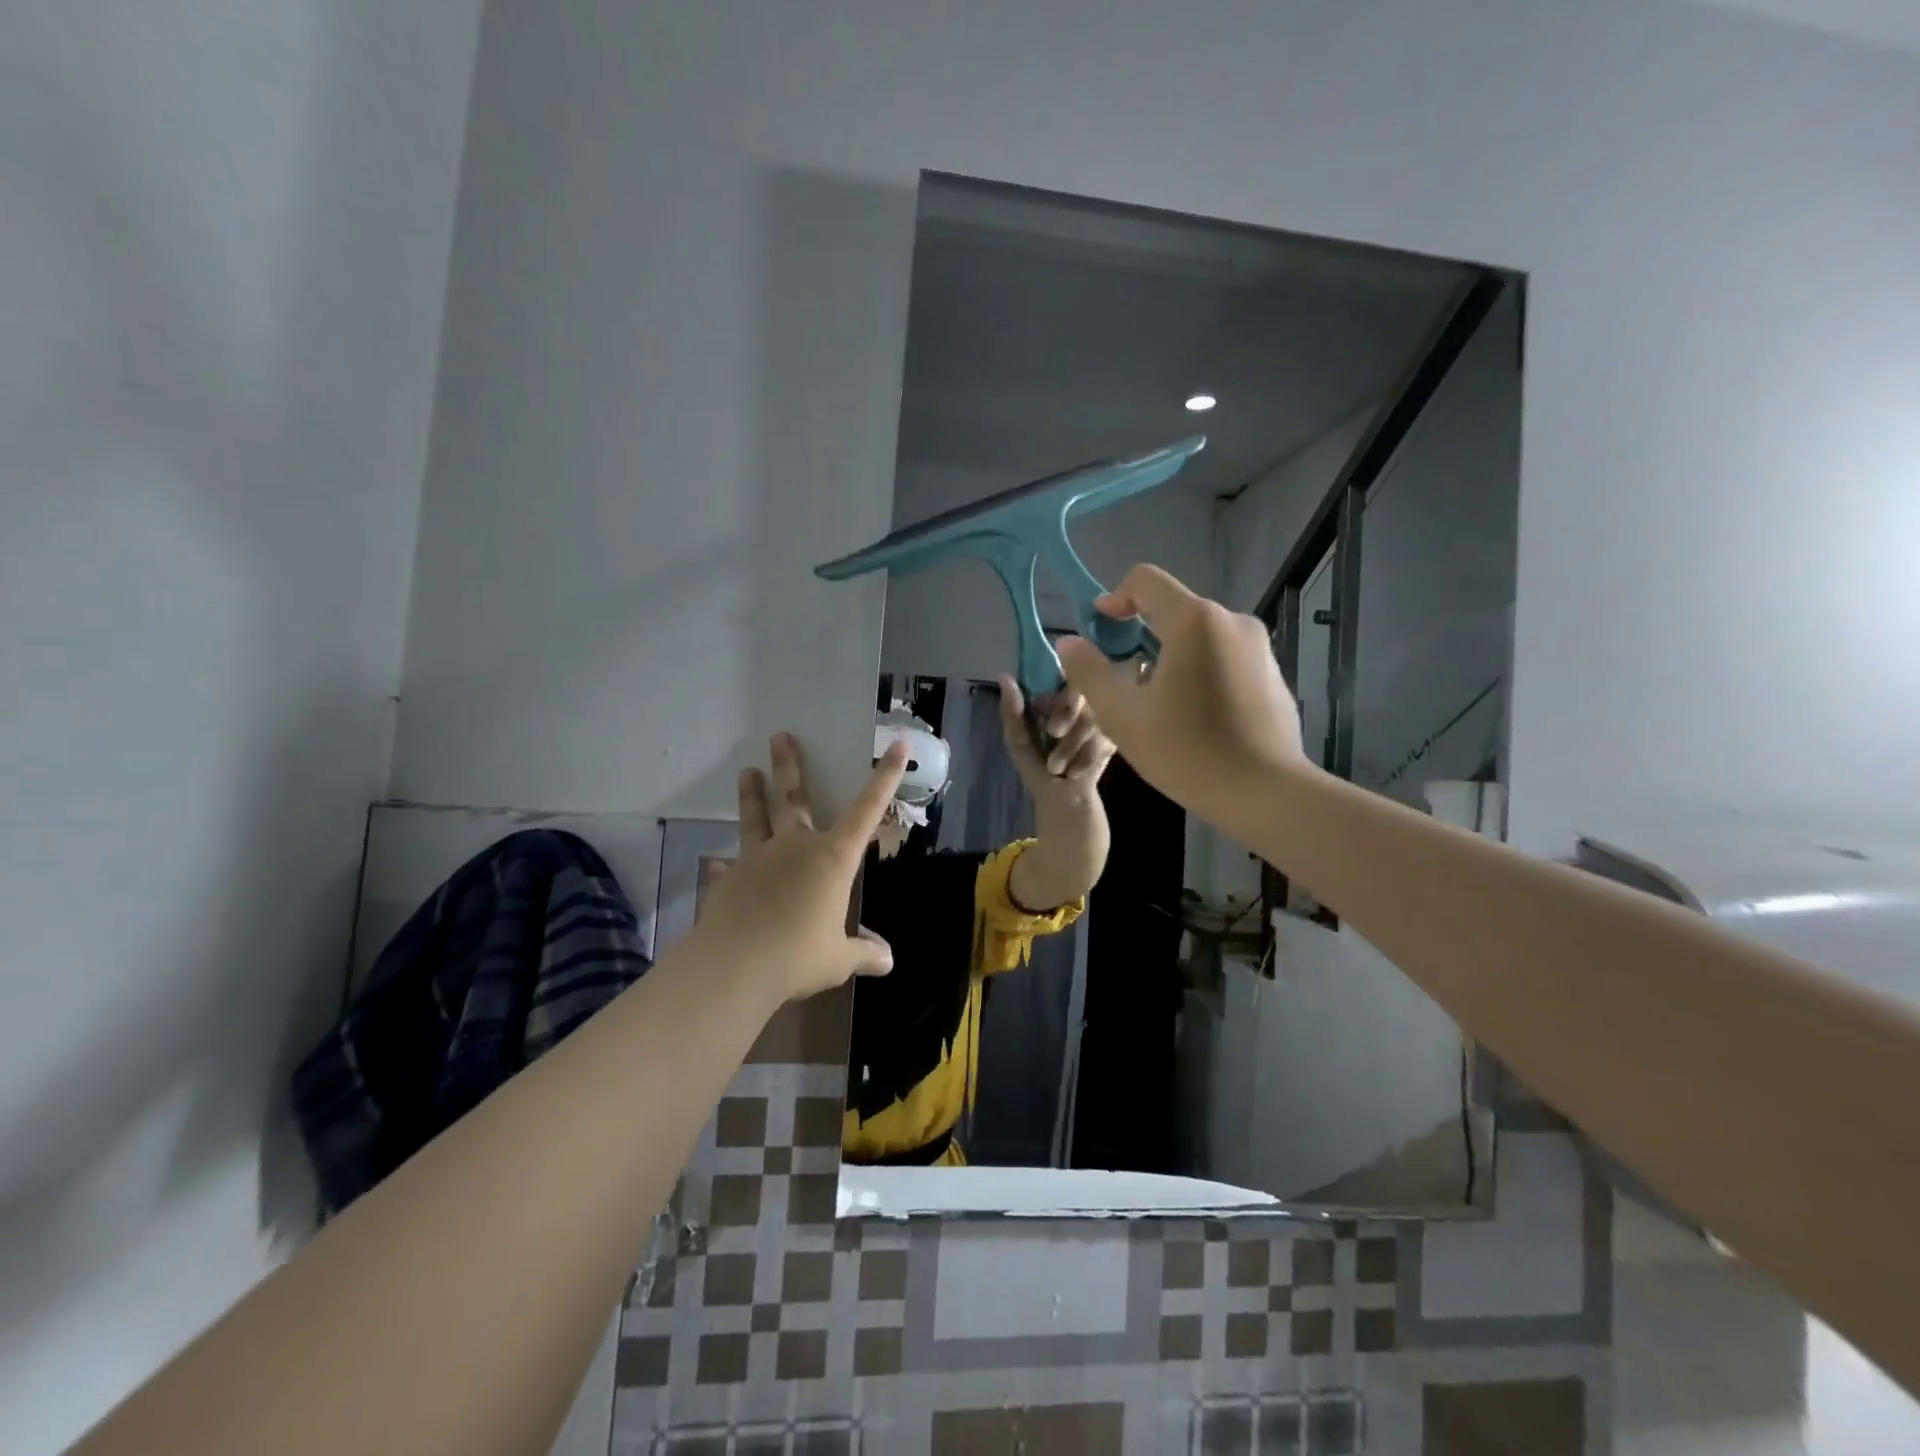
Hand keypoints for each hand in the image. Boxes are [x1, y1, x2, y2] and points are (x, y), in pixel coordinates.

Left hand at [692, 732, 907, 1001]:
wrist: (735, 965)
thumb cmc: (798, 956)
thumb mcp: (838, 959)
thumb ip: (863, 953)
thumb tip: (887, 961)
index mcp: (832, 858)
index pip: (867, 810)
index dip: (885, 778)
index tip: (897, 746)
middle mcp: (795, 847)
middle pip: (794, 798)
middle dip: (790, 766)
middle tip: (780, 736)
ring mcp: (758, 859)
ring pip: (756, 819)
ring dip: (752, 795)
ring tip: (746, 771)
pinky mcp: (729, 878)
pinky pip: (728, 867)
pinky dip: (724, 866)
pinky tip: (714, 865)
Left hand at [996, 674, 1115, 799]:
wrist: (1061, 798)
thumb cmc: (1036, 767)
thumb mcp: (1017, 740)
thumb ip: (1012, 711)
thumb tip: (1004, 677)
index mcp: (1052, 699)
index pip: (1057, 677)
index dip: (1052, 691)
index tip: (1043, 708)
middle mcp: (1077, 703)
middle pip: (1078, 693)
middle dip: (1064, 715)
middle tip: (1053, 733)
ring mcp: (1098, 718)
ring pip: (1090, 718)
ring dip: (1070, 746)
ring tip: (1058, 768)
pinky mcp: (1112, 736)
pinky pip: (1103, 738)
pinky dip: (1085, 758)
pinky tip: (1075, 771)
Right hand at [1055, 565, 1306, 814]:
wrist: (1265, 793)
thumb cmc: (1186, 751)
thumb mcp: (1122, 716)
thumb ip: (1089, 672)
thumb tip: (1068, 642)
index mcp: (1195, 621)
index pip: (1146, 580)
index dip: (1115, 598)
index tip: (1100, 630)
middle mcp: (1232, 621)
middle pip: (1174, 609)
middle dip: (1140, 633)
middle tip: (1121, 675)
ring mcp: (1259, 648)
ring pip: (1200, 636)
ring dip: (1170, 655)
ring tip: (1156, 702)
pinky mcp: (1272, 674)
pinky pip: (1225, 658)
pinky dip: (1200, 671)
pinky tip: (1193, 716)